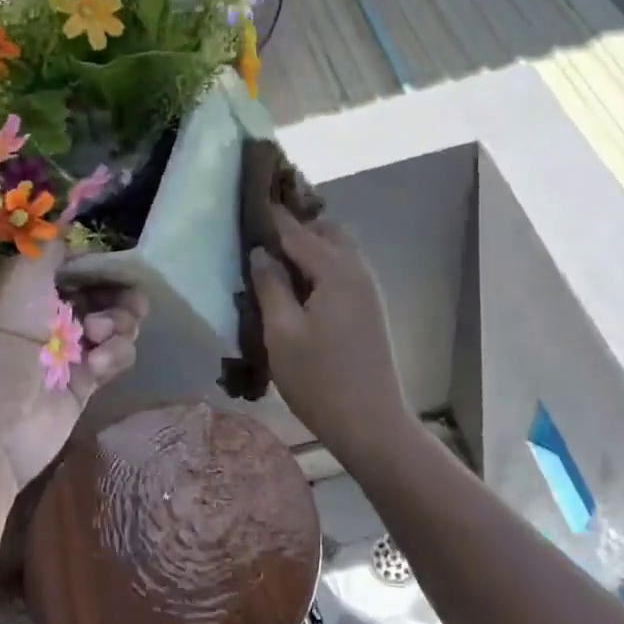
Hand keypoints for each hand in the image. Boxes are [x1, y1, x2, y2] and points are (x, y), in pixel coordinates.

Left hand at [0, 239, 147, 495]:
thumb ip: (46, 248)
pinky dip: (115, 355)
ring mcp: (72, 350)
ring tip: (99, 338)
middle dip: (119, 296)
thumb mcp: (19, 285)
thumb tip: (63, 214)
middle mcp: (53, 315)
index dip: (101, 264)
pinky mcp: (87, 382)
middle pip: (106, 294)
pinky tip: (96, 367)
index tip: (117, 266)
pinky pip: (117, 355)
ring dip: (119, 325)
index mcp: (32, 290)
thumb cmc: (1, 348)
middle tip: (116, 308)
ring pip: (118, 323)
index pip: (79, 266)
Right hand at [249, 208, 407, 453]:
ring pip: (340, 250)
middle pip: (328, 231)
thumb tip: (260, 253)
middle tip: (263, 233)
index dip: (273, 216)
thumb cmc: (320, 380)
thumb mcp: (282, 333)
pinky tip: (300, 284)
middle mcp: (358, 272)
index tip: (251, 198)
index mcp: (337, 272)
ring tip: (277, 257)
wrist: (372, 425)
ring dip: (312, 245)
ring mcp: (369, 291)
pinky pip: (345, 270)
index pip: (299, 231)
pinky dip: (323, 264)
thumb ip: (270, 286)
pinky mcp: (371, 309)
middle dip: (298, 225)